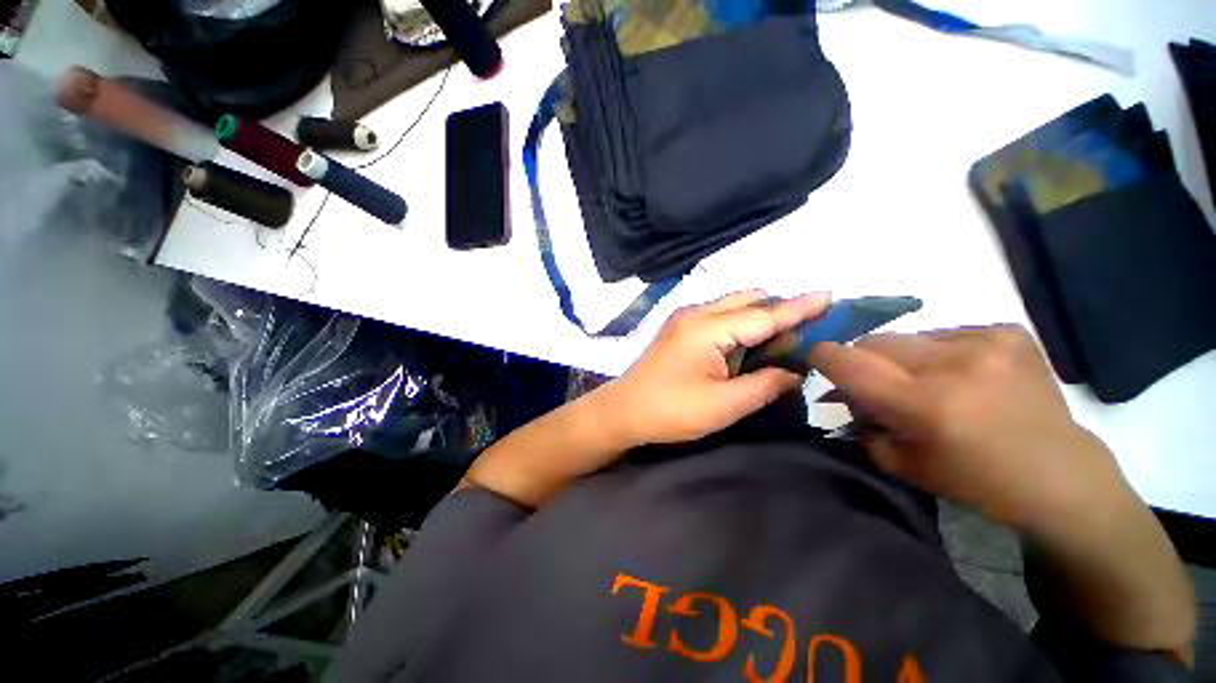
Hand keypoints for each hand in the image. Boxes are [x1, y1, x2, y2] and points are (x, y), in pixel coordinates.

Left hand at [602, 290, 830, 446]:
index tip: (829, 295)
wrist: (624, 411)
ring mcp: (684, 319)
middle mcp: (695, 314)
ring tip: (782, 340)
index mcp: (707, 329)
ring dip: (758, 317)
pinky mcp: (678, 328)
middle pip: (747, 300)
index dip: (798, 307)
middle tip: (806, 331)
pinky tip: (750, 343)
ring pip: (732, 305)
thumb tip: (795, 372)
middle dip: (778, 310)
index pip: (763, 314)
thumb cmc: (671, 411)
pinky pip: (718, 315)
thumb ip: (765, 384)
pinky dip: (739, 324)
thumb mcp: (725, 405)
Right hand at [809, 325, 1129, 530]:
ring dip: (905, 357)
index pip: (847, 361)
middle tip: (878, 381)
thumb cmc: (974, 480)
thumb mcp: (901, 462)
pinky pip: (947, 334)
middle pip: (874, 341)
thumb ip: (860, 422)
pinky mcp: (1009, 333)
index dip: (823, 356)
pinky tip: (965, 375)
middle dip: (864, 360)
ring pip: (909, 336)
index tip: (817, 360)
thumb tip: (839, 392)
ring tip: (929, 381)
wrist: (1060, 474)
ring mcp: (986, 343)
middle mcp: (953, 365)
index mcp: (923, 405)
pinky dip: (941, 353)